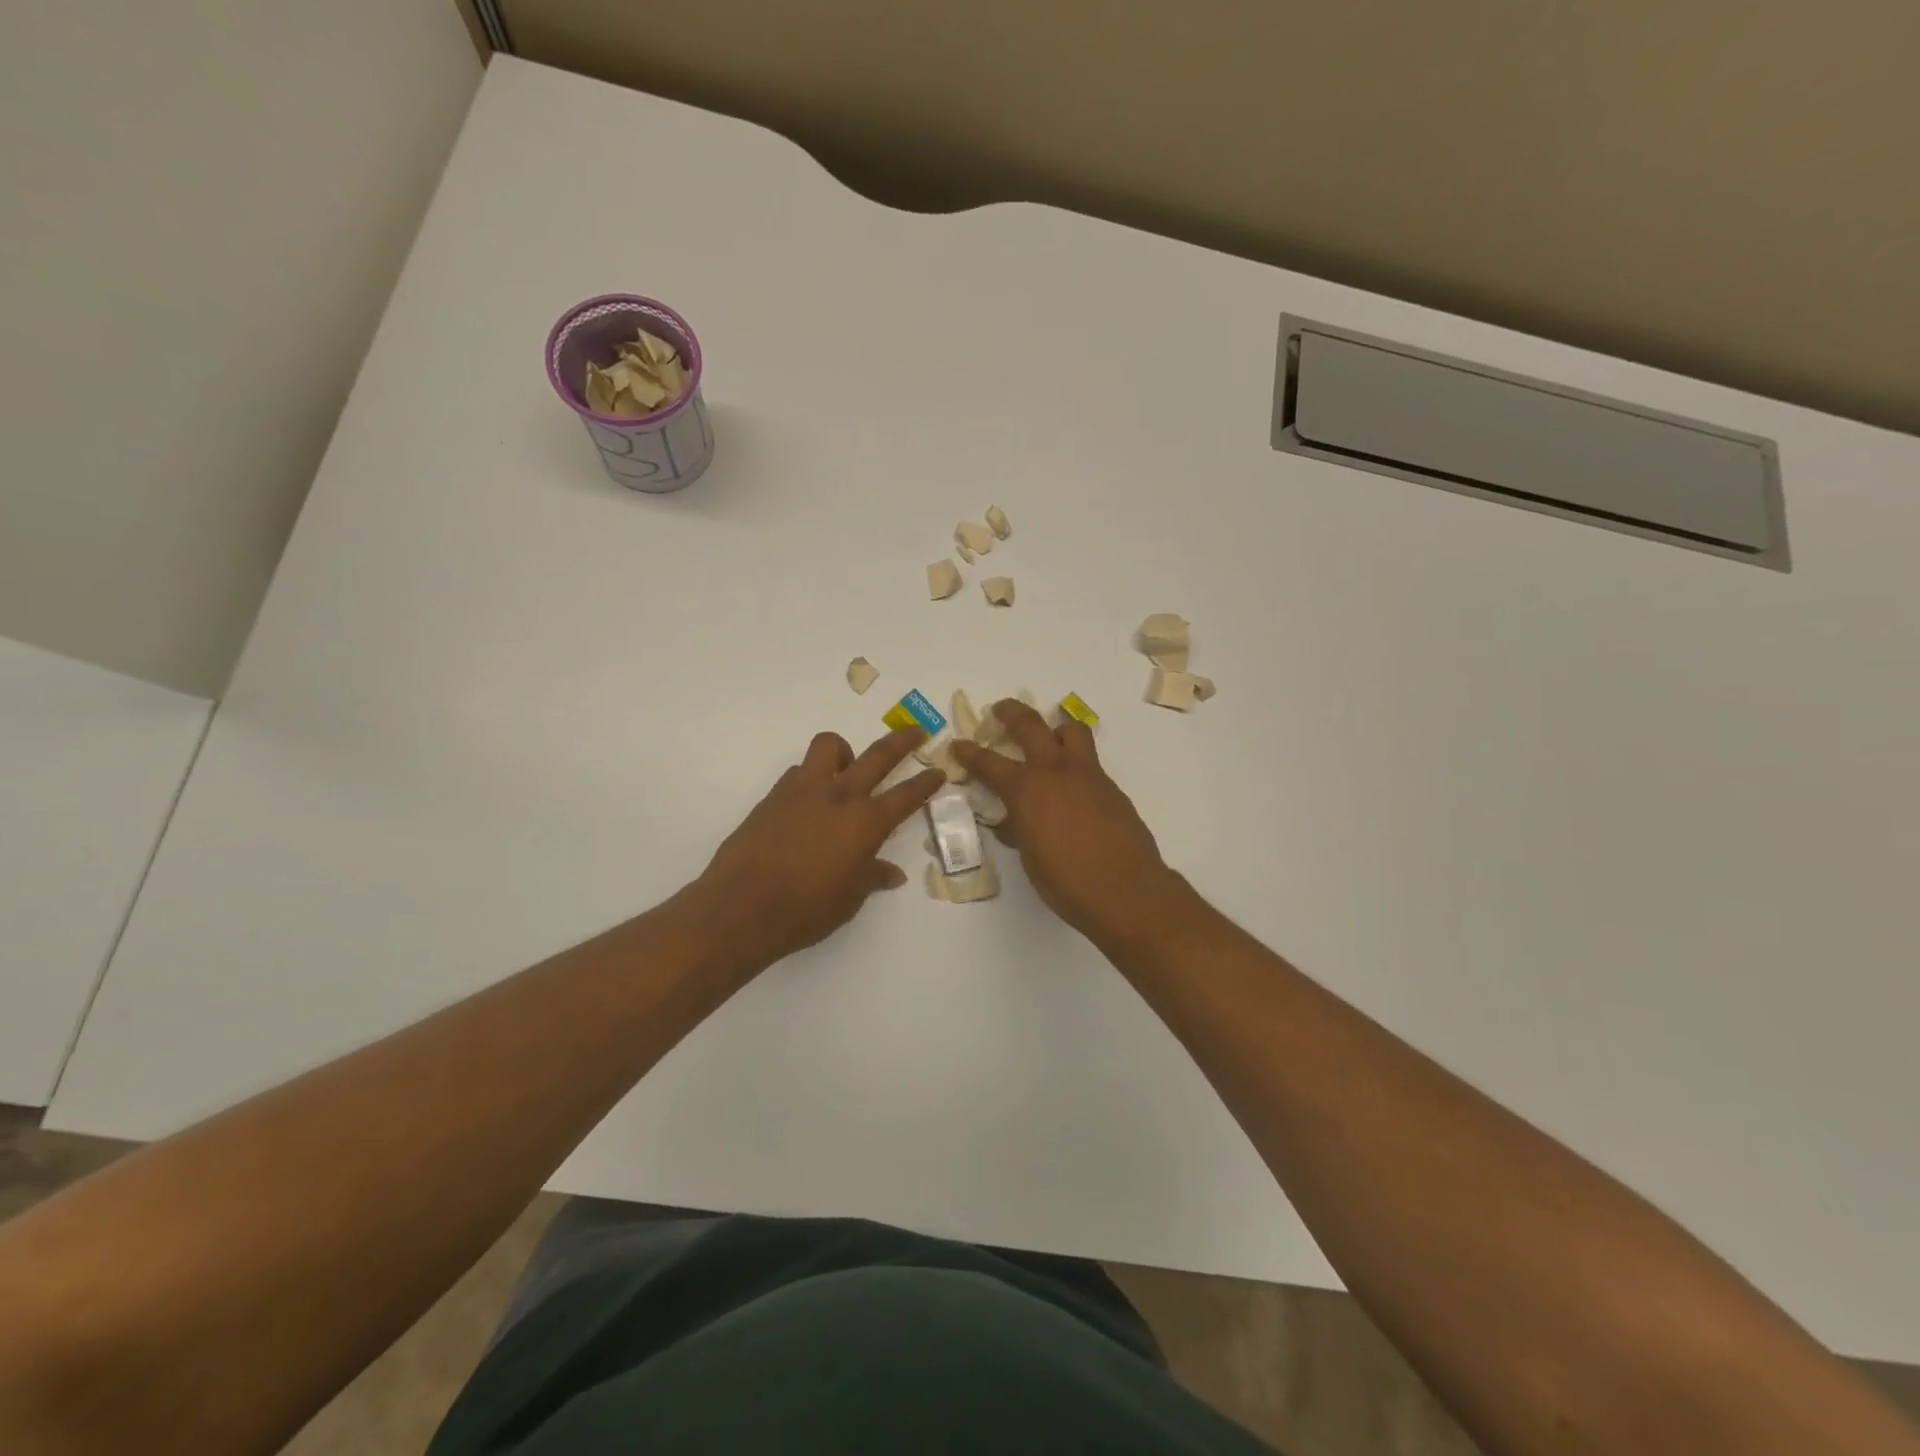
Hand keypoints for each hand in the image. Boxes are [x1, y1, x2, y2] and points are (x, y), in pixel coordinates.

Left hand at [693, 727, 944, 968]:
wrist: (741, 907)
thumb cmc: (805, 910)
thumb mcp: (848, 900)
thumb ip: (871, 877)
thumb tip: (892, 874)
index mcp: (865, 823)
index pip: (906, 796)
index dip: (926, 783)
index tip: (938, 771)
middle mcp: (839, 797)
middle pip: (878, 755)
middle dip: (902, 740)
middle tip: (917, 731)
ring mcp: (803, 791)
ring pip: (829, 746)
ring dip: (845, 752)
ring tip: (846, 768)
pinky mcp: (774, 796)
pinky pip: (799, 772)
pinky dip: (810, 778)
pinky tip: (808, 802)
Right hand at [951, 702, 1173, 941]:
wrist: (1125, 889)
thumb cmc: (1066, 882)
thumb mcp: (1029, 857)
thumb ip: (1018, 829)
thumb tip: (1012, 822)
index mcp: (1026, 789)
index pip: (988, 763)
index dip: (969, 753)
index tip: (958, 745)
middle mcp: (1055, 771)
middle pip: (1029, 725)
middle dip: (1010, 713)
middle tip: (1000, 710)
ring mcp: (1087, 774)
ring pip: (1071, 730)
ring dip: (1055, 727)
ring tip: (1049, 737)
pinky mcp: (1110, 786)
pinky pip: (1090, 760)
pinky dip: (1076, 761)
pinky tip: (1073, 786)